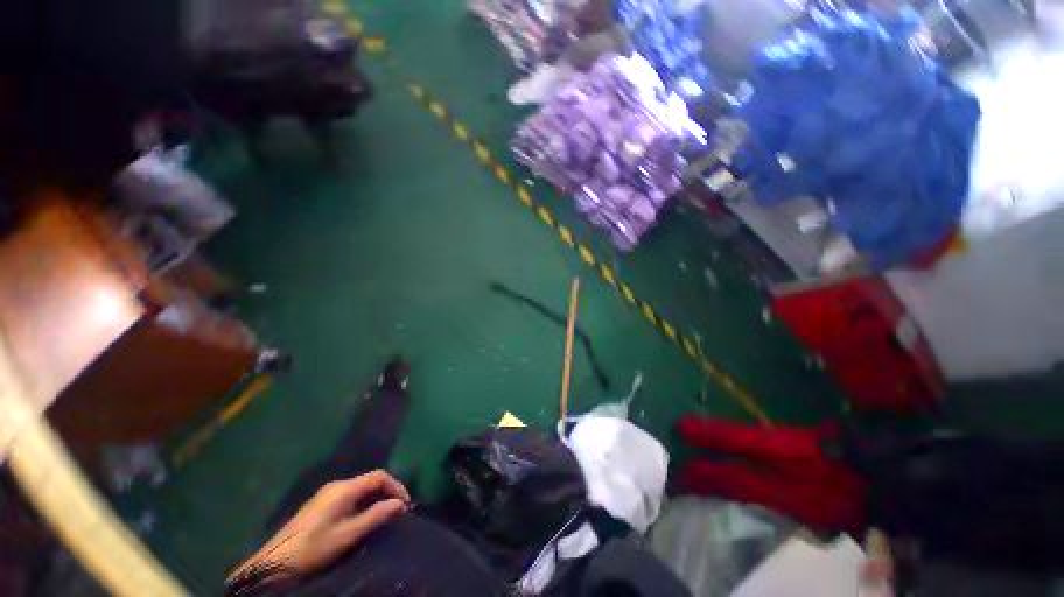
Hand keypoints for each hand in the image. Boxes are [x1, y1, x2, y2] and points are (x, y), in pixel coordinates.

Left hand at [231, 471, 410, 582]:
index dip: (396, 486)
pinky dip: (363, 504)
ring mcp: (326, 494)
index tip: (405, 504)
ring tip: (384, 516)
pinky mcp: (320, 505)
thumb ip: (375, 516)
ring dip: (375, 499)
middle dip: (387, 493)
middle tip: (397, 511)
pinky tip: (363, 519)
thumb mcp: (347, 535)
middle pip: (370, 481)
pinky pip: (349, 497)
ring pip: (360, 489)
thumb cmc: (313, 548)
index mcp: (344, 488)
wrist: (274, 563)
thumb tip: (400, 504)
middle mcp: (337, 485)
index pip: (379, 476)